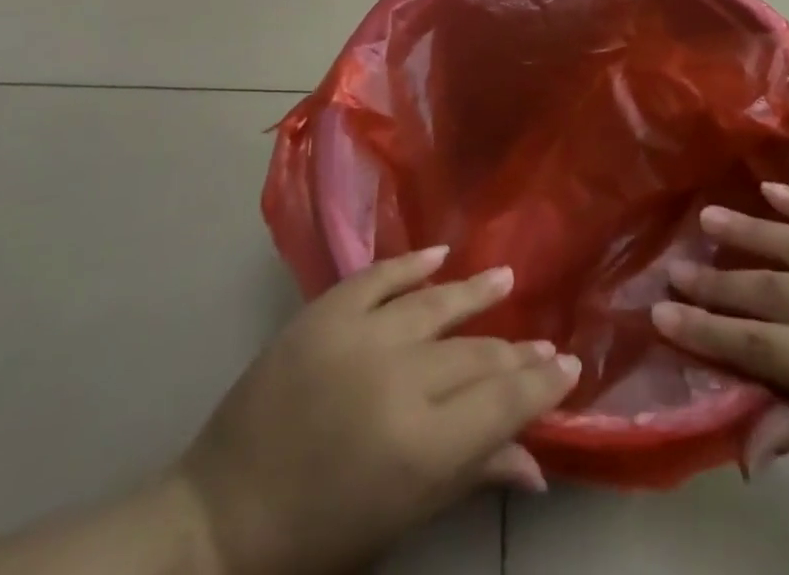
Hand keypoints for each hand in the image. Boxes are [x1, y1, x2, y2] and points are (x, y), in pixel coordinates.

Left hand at [183, 247, 580, 574]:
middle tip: (544, 343)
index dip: (541, 385)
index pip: (503, 402)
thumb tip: (537, 465)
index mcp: (421, 446)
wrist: (220, 516)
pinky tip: (439, 253)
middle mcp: (400, 379)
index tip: (568, 367)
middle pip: (476, 355)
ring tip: (506, 278)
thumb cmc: (317, 536)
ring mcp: (360, 336)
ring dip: (475, 292)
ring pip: (436, 304)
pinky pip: (380, 276)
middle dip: (516, 352)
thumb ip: (470, 476)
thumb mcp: (400, 518)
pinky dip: (410, 262)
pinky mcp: (325, 312)